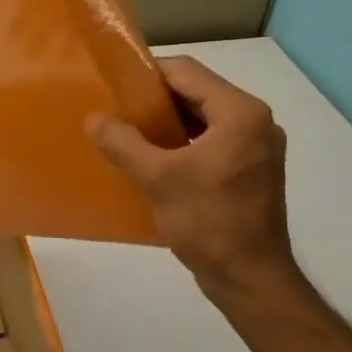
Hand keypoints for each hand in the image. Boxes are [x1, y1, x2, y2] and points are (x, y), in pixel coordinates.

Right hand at [88, 57, 301, 301]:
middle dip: (155, 100)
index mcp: (241, 113)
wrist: (251, 279)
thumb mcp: (158, 178)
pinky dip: (182, 144)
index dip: (147, 74)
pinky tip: (153, 160)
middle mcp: (255, 122)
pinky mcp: (251, 171)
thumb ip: (123, 143)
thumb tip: (95, 118)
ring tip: (128, 134)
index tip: (113, 86)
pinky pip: (211, 143)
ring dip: (167, 123)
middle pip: (197, 93)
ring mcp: (256, 148)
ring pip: (203, 120)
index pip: (187, 72)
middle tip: (116, 110)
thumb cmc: (209, 222)